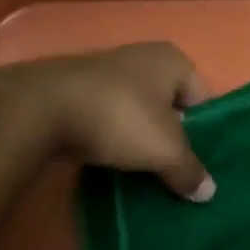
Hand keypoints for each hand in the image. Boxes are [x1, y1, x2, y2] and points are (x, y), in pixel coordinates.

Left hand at [0, 44, 214, 200]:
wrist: (41, 108)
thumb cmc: (120, 117)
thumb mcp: (165, 150)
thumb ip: (189, 171)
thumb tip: (208, 192)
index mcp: (172, 60)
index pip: (202, 98)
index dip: (202, 131)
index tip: (196, 162)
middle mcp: (143, 57)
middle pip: (168, 104)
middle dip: (170, 136)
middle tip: (171, 170)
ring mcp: (106, 71)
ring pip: (135, 111)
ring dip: (138, 137)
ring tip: (139, 171)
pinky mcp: (76, 89)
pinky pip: (106, 116)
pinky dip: (109, 136)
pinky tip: (107, 160)